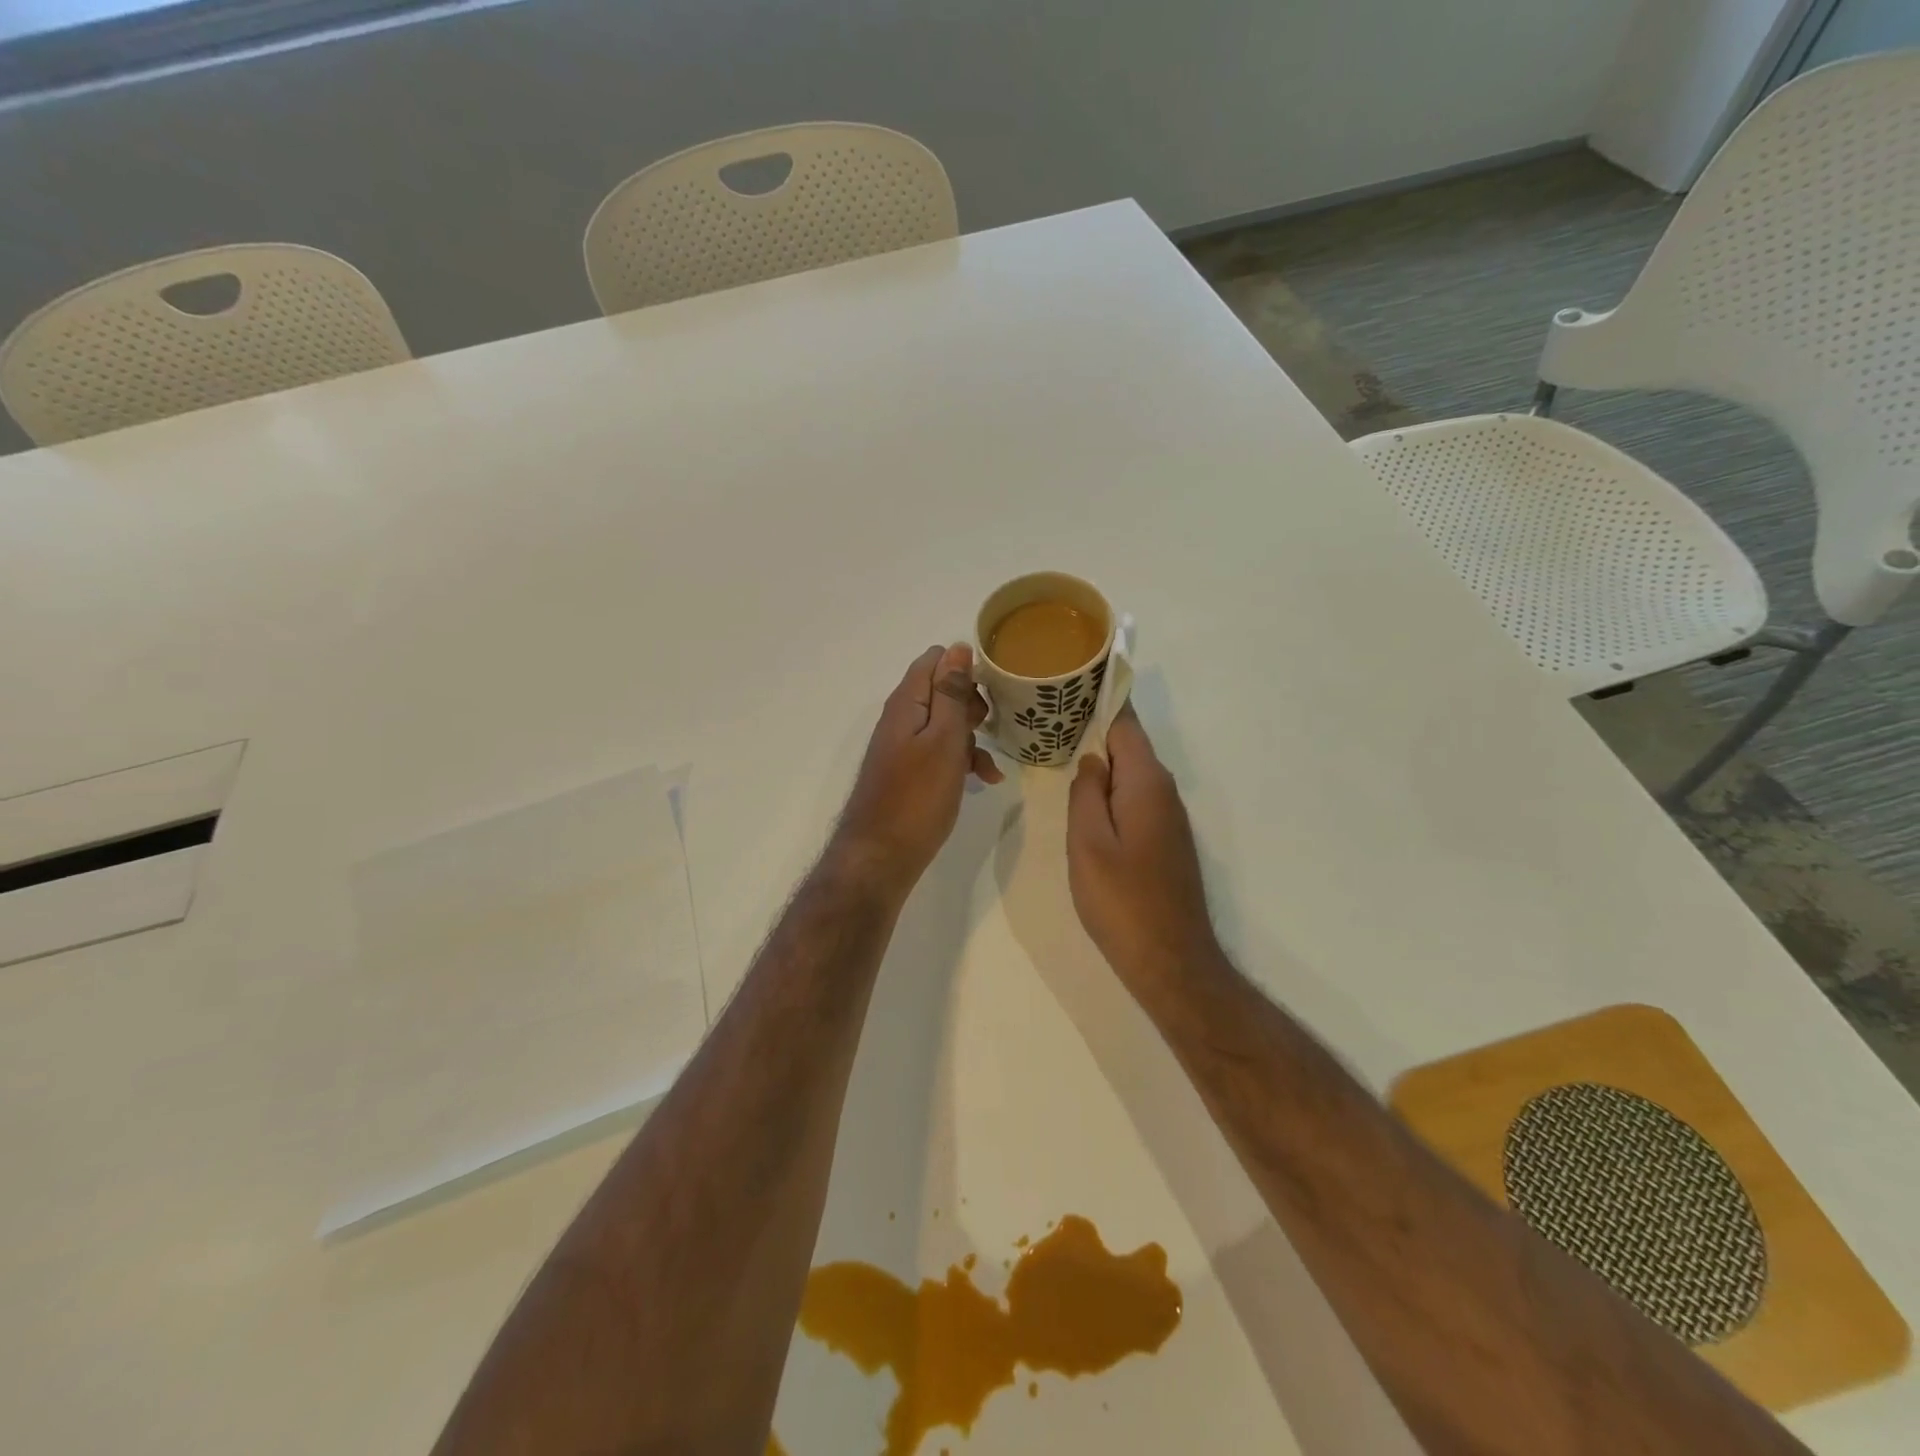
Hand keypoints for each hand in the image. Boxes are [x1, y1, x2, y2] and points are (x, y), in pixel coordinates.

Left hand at [831, 644, 1003, 897]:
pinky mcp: (908, 771)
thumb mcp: (944, 740)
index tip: (993, 692)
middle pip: (941, 690)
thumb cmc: (918, 797)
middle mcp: (901, 718)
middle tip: (989, 728)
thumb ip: (951, 693)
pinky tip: (982, 781)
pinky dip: (961, 760)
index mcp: (907, 703)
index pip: (935, 660)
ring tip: (990, 766)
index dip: (966, 668)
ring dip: (971, 738)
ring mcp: (903, 746)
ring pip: (944, 724)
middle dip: (972, 705)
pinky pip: (938, 752)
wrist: (880, 856)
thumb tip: (957, 648)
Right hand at [1067, 704, 1217, 983]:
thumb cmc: (1122, 900)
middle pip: (1129, 745)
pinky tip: (1084, 796)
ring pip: (1131, 773)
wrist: (1170, 960)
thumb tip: (1090, 759)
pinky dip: (1110, 787)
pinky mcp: (1166, 840)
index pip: (1126, 723)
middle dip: (1094, 726)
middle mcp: (1164, 792)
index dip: (1102, 698)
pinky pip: (1135, 798)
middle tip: (1049, 716)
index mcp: (1146, 783)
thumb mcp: (1088, 842)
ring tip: (1058, 747)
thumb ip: (1086, 793)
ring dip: (1100, 759)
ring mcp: (1169, 818)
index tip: (1073, 679)